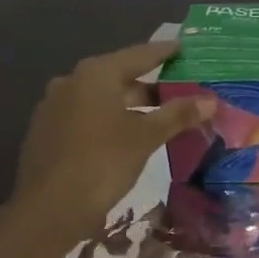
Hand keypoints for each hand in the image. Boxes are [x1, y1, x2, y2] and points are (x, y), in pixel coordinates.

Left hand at [9, 41, 215, 247]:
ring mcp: (55, 107)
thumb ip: (178, 115)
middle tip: (181, 91)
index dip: (165, 52)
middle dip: (151, 86)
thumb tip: (210, 100)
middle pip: (120, 77)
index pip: (139, 55)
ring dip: (131, 106)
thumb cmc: (102, 163)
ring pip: (103, 99)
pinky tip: (127, 137)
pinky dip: (111, 121)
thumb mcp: (145, 137)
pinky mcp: (48, 132)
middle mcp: (71, 82)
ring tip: (160, 117)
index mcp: (95, 74)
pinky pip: (88, 117)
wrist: (49, 209)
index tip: (184, 48)